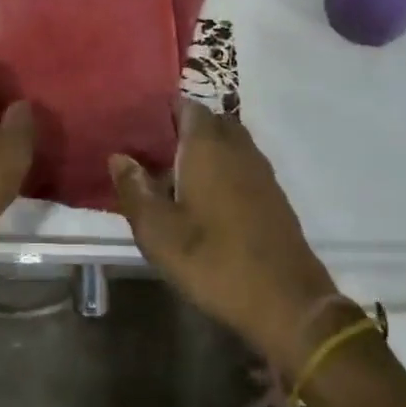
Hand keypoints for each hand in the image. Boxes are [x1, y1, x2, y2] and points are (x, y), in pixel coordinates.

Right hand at [109, 102, 340, 375]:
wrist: (286, 301)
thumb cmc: (213, 260)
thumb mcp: (158, 232)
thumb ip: (135, 190)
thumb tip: (119, 158)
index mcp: (207, 144)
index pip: (185, 106)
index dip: (161, 111)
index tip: (138, 127)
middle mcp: (237, 146)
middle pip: (207, 122)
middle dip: (181, 131)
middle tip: (152, 154)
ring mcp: (260, 169)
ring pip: (226, 144)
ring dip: (203, 152)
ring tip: (173, 178)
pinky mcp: (272, 194)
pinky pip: (241, 166)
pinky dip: (222, 171)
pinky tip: (204, 201)